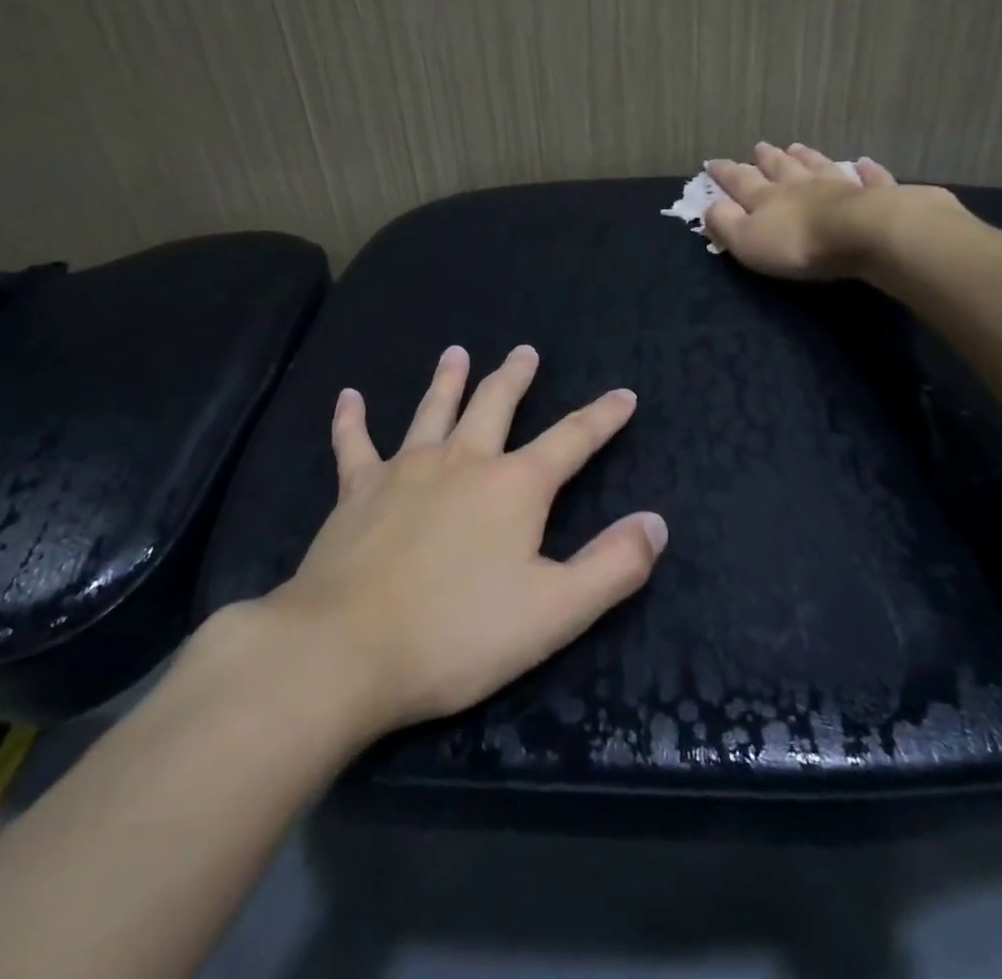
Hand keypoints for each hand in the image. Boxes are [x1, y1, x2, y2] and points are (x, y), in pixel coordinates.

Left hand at [258, 345, 665, 737]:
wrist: (345, 649)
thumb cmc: (457, 635)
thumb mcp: (555, 611)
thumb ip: (612, 566)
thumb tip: (656, 522)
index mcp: (514, 487)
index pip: (572, 439)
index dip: (602, 417)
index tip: (623, 395)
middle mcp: (462, 462)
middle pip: (494, 405)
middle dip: (515, 377)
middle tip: (525, 351)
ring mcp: (405, 470)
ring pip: (432, 411)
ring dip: (447, 380)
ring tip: (456, 352)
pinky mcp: (356, 491)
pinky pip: (354, 444)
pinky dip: (351, 420)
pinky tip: (348, 397)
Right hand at [704, 142, 968, 282]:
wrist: (862, 234)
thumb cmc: (798, 243)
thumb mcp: (747, 240)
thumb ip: (725, 223)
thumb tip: (710, 207)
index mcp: (768, 198)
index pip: (740, 182)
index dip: (725, 173)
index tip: (713, 162)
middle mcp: (801, 186)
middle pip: (781, 168)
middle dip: (767, 159)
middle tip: (759, 146)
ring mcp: (839, 186)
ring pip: (818, 167)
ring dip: (806, 157)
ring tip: (797, 147)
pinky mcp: (875, 196)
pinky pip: (869, 179)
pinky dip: (865, 170)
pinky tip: (864, 162)